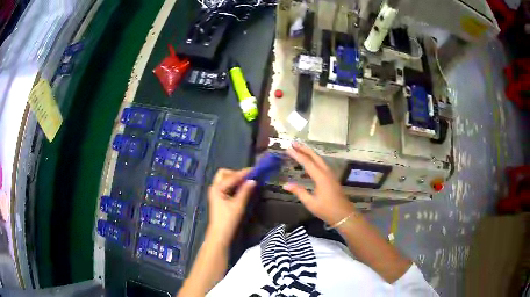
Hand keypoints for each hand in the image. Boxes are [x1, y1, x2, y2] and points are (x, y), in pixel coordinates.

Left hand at [206, 168, 255, 245]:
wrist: (220, 235)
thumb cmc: (228, 221)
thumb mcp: (238, 205)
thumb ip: (245, 191)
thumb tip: (253, 180)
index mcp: (217, 188)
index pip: (232, 176)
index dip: (244, 173)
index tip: (256, 170)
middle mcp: (215, 187)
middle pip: (225, 173)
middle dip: (236, 173)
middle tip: (248, 178)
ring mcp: (216, 193)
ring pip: (226, 179)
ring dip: (236, 179)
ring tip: (248, 183)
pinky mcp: (220, 198)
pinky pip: (227, 186)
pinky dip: (235, 185)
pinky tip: (243, 189)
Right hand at [283, 142, 355, 225]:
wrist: (344, 215)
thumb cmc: (327, 210)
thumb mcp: (310, 202)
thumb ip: (299, 191)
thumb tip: (285, 184)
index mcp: (321, 177)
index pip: (307, 162)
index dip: (297, 155)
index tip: (288, 148)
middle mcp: (326, 172)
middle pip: (315, 156)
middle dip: (304, 149)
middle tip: (293, 143)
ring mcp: (330, 175)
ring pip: (319, 159)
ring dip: (309, 153)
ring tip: (300, 149)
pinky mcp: (332, 178)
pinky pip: (322, 164)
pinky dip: (314, 159)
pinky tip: (310, 162)